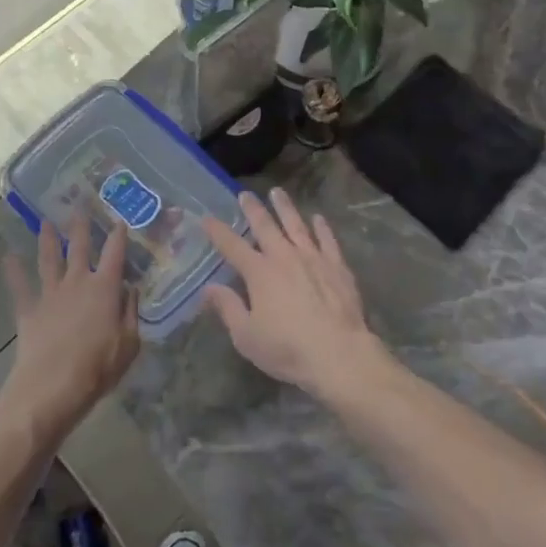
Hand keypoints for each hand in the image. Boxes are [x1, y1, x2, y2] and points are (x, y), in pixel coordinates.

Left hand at [0, 216, 139, 442]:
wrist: (51, 389)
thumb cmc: (97, 369)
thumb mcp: (129, 344)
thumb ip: (131, 313)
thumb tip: (130, 290)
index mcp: (105, 288)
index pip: (116, 254)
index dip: (119, 235)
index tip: (121, 220)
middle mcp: (78, 282)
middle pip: (80, 247)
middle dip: (80, 225)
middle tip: (78, 204)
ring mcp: (51, 293)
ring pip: (49, 258)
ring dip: (47, 238)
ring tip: (45, 221)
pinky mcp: (29, 309)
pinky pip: (20, 286)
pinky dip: (13, 270)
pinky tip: (8, 256)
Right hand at [202, 189, 385, 400]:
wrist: (339, 354)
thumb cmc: (287, 349)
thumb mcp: (247, 336)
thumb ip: (228, 308)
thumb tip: (208, 288)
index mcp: (259, 273)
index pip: (232, 246)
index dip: (218, 231)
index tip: (207, 217)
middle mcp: (284, 257)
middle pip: (265, 226)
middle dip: (253, 209)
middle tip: (245, 194)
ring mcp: (313, 258)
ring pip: (296, 225)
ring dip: (285, 208)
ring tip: (278, 192)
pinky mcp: (337, 266)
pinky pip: (327, 240)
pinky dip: (322, 227)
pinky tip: (318, 218)